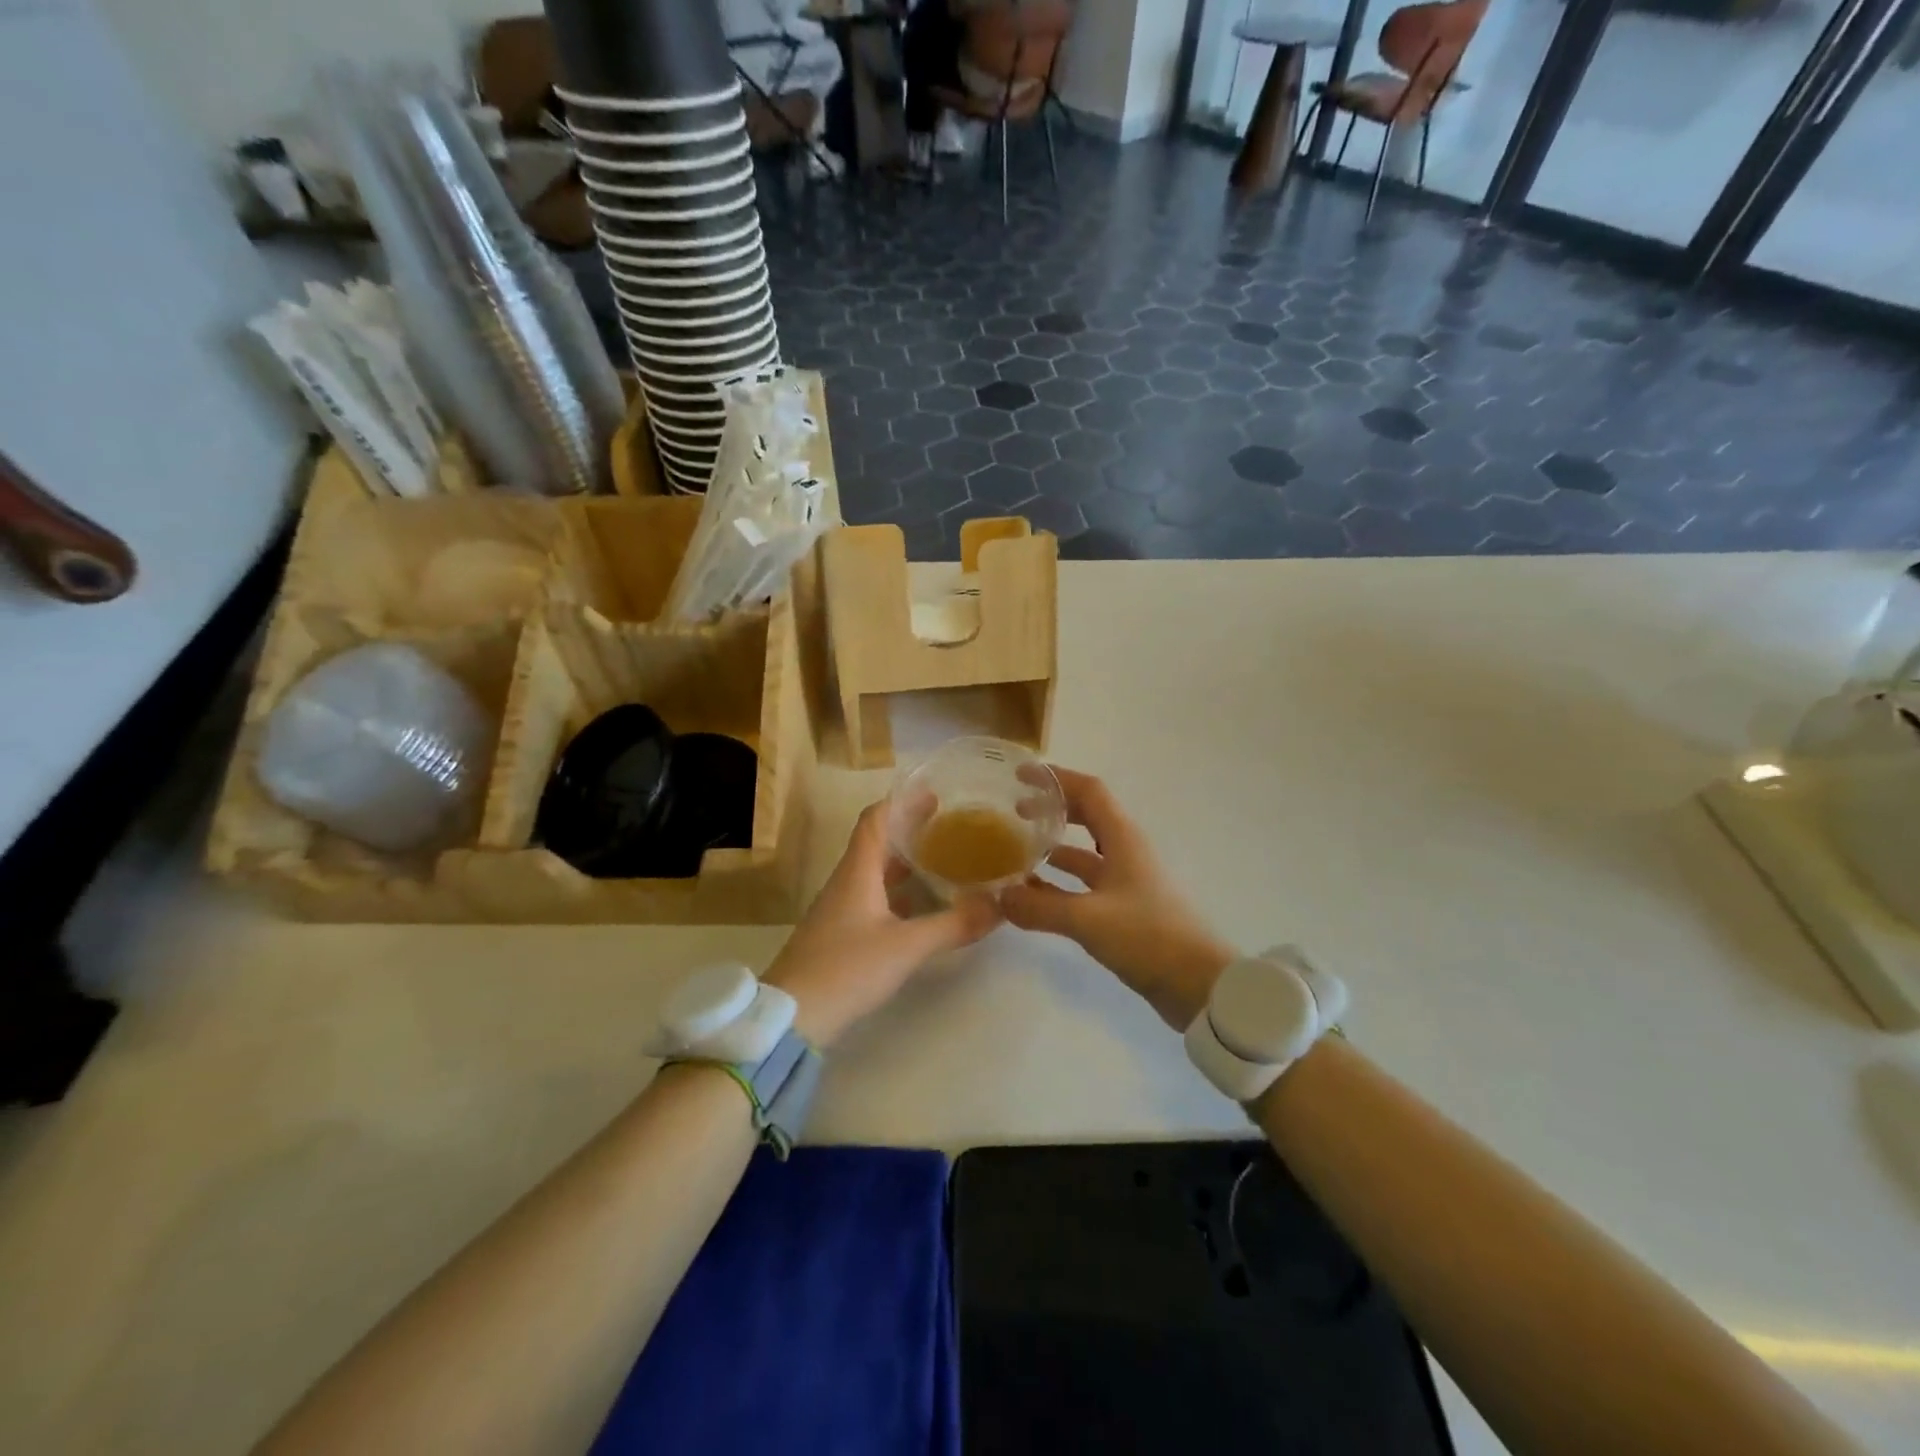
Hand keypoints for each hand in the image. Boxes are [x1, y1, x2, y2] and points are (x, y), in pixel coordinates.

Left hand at [763, 800, 1000, 1046]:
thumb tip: (998, 905)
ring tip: (944, 860)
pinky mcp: (841, 934)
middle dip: (912, 830)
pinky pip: (874, 898)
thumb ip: (953, 925)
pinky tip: (923, 906)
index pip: (875, 819)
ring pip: (876, 872)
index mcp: (857, 871)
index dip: (902, 801)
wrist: (792, 1017)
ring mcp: (841, 909)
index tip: (934, 793)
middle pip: (878, 842)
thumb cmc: (846, 969)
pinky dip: (900, 892)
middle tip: (951, 826)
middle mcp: (847, 882)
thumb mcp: (906, 946)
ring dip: (907, 862)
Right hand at [1002, 768, 1234, 1028]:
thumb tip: (999, 896)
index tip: (1020, 775)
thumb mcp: (1088, 919)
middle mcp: (1125, 852)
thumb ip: (1040, 906)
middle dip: (1051, 809)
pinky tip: (1034, 894)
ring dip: (1052, 847)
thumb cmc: (1148, 937)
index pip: (1088, 791)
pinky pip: (1085, 884)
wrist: (1199, 985)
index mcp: (1122, 839)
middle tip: (1014, 811)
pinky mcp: (1125, 909)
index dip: (1055, 778)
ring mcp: (1126, 881)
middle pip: (1086, 815)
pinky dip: (1059, 883)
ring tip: (1016, 851)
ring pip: (1083, 853)